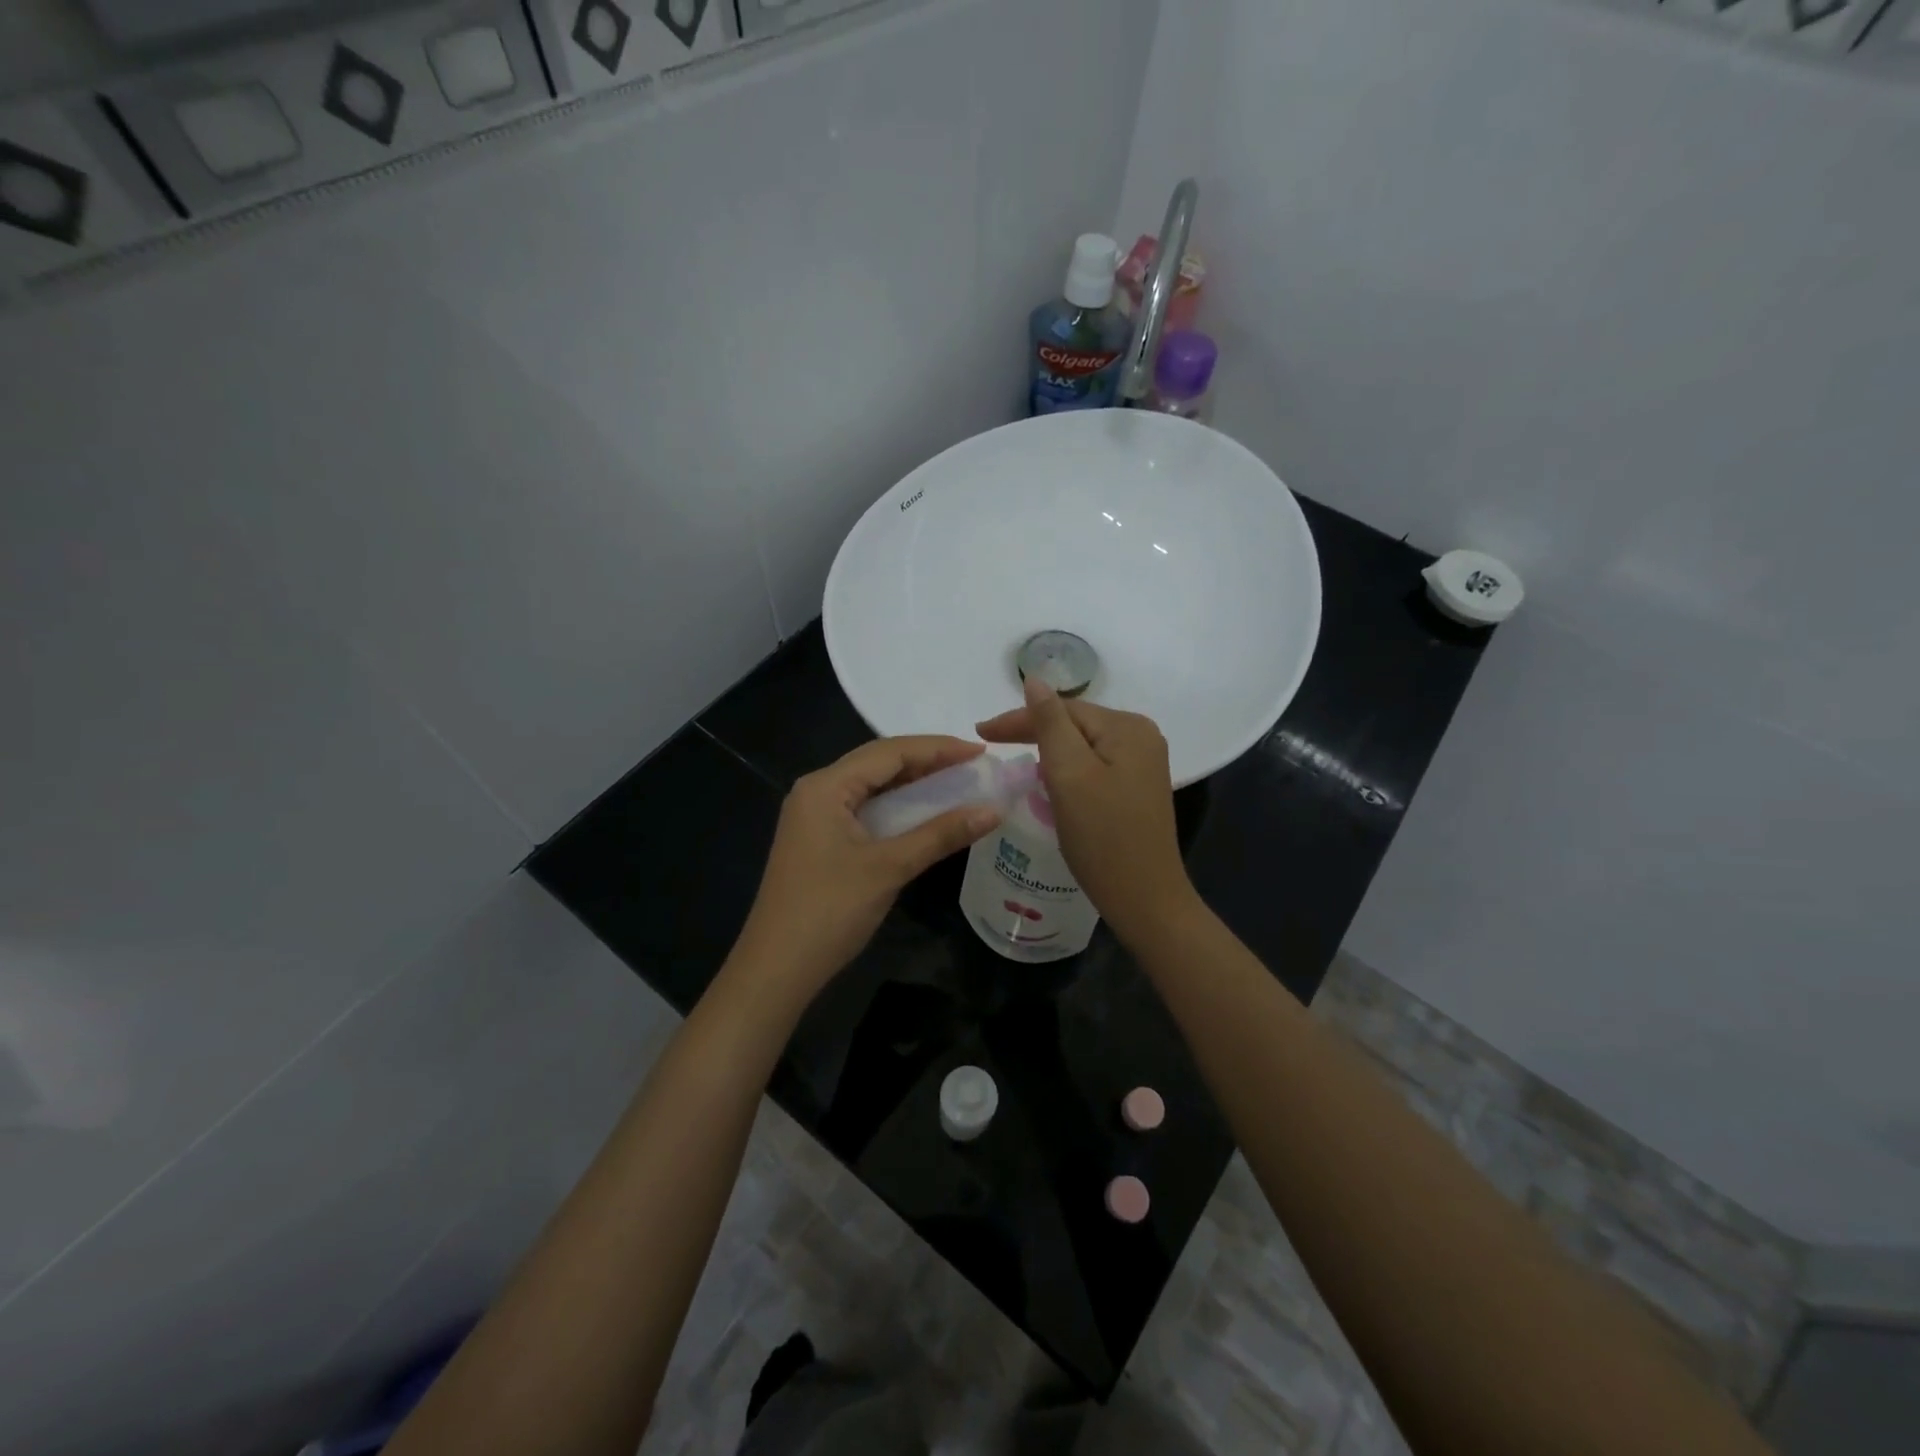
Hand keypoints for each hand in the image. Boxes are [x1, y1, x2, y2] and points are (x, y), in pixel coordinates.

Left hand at [733, 736, 1000, 1002]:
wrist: (776, 969)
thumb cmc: (830, 911)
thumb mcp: (890, 867)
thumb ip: (941, 834)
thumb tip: (993, 810)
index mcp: (826, 786)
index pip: (890, 751)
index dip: (938, 748)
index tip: (980, 751)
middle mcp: (817, 790)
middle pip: (879, 763)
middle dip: (927, 761)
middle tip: (973, 766)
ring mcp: (814, 816)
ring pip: (872, 786)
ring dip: (913, 784)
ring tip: (958, 782)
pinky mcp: (819, 839)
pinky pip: (864, 809)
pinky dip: (896, 808)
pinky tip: (924, 814)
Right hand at [976, 678, 1195, 941]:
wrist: (1144, 898)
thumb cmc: (1102, 836)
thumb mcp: (1069, 774)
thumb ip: (1049, 723)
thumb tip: (1035, 680)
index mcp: (1127, 727)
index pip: (1063, 709)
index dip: (1019, 718)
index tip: (980, 732)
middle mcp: (1141, 736)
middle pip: (1075, 724)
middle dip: (1033, 732)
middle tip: (990, 743)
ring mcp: (1142, 764)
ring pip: (1082, 745)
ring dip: (1048, 749)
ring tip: (1013, 757)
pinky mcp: (1136, 788)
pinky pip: (1093, 765)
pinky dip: (1066, 769)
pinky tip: (1048, 779)